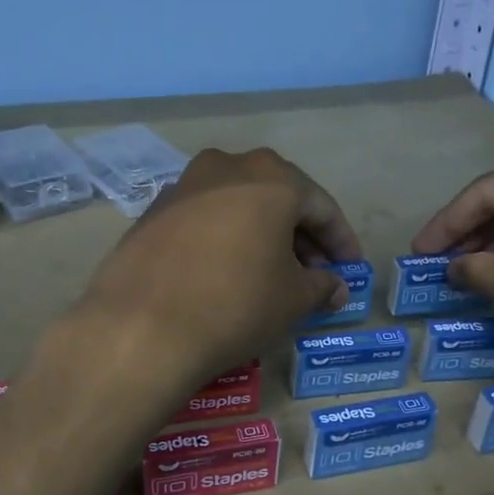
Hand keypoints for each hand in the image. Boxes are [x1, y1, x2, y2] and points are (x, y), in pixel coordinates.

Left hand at [74, 147, 361, 389]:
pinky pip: (205, 219)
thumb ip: (321, 285)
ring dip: (262, 235)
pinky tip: (228, 272)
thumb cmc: (236, 304)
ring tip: (272, 275)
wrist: (142, 327)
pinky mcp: (153, 212)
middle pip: (278, 199)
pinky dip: (226, 239)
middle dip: (301, 237)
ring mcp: (184, 186)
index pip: (321, 207)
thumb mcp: (293, 298)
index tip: (351, 269)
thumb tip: (335, 288)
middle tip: (315, 274)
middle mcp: (227, 167)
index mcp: (271, 177)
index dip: (341, 241)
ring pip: (239, 206)